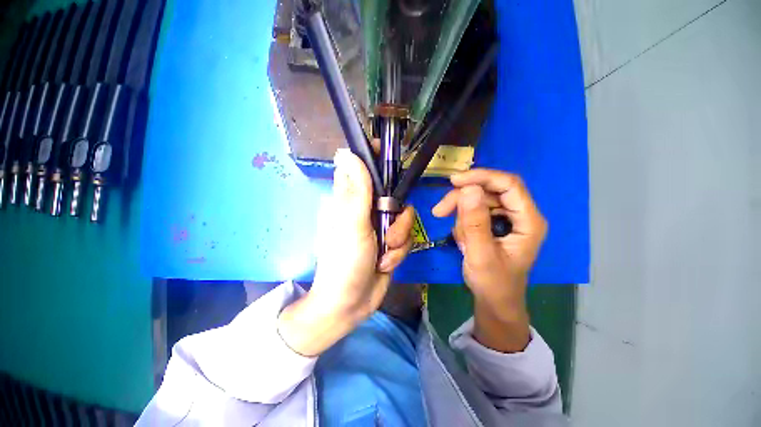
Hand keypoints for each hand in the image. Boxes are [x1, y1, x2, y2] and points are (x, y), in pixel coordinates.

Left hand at [278, 149, 414, 356]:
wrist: (351, 303)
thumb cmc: (345, 262)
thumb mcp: (352, 224)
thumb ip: (355, 189)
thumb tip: (346, 152)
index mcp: (349, 201)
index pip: (361, 169)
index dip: (375, 160)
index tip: (390, 158)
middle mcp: (364, 210)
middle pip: (392, 195)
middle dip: (397, 216)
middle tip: (390, 230)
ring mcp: (378, 227)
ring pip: (403, 218)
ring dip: (399, 238)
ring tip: (385, 254)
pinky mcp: (390, 242)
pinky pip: (405, 237)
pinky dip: (398, 252)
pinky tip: (386, 264)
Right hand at [433, 170, 547, 352]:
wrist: (493, 300)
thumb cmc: (493, 283)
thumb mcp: (480, 255)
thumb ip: (475, 223)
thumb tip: (468, 189)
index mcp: (528, 220)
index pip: (509, 184)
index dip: (482, 177)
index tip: (453, 181)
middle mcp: (519, 214)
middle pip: (489, 190)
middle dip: (462, 199)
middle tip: (439, 212)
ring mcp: (505, 218)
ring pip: (477, 200)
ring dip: (460, 215)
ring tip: (459, 240)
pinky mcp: (493, 222)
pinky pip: (472, 211)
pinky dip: (462, 223)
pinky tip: (463, 241)